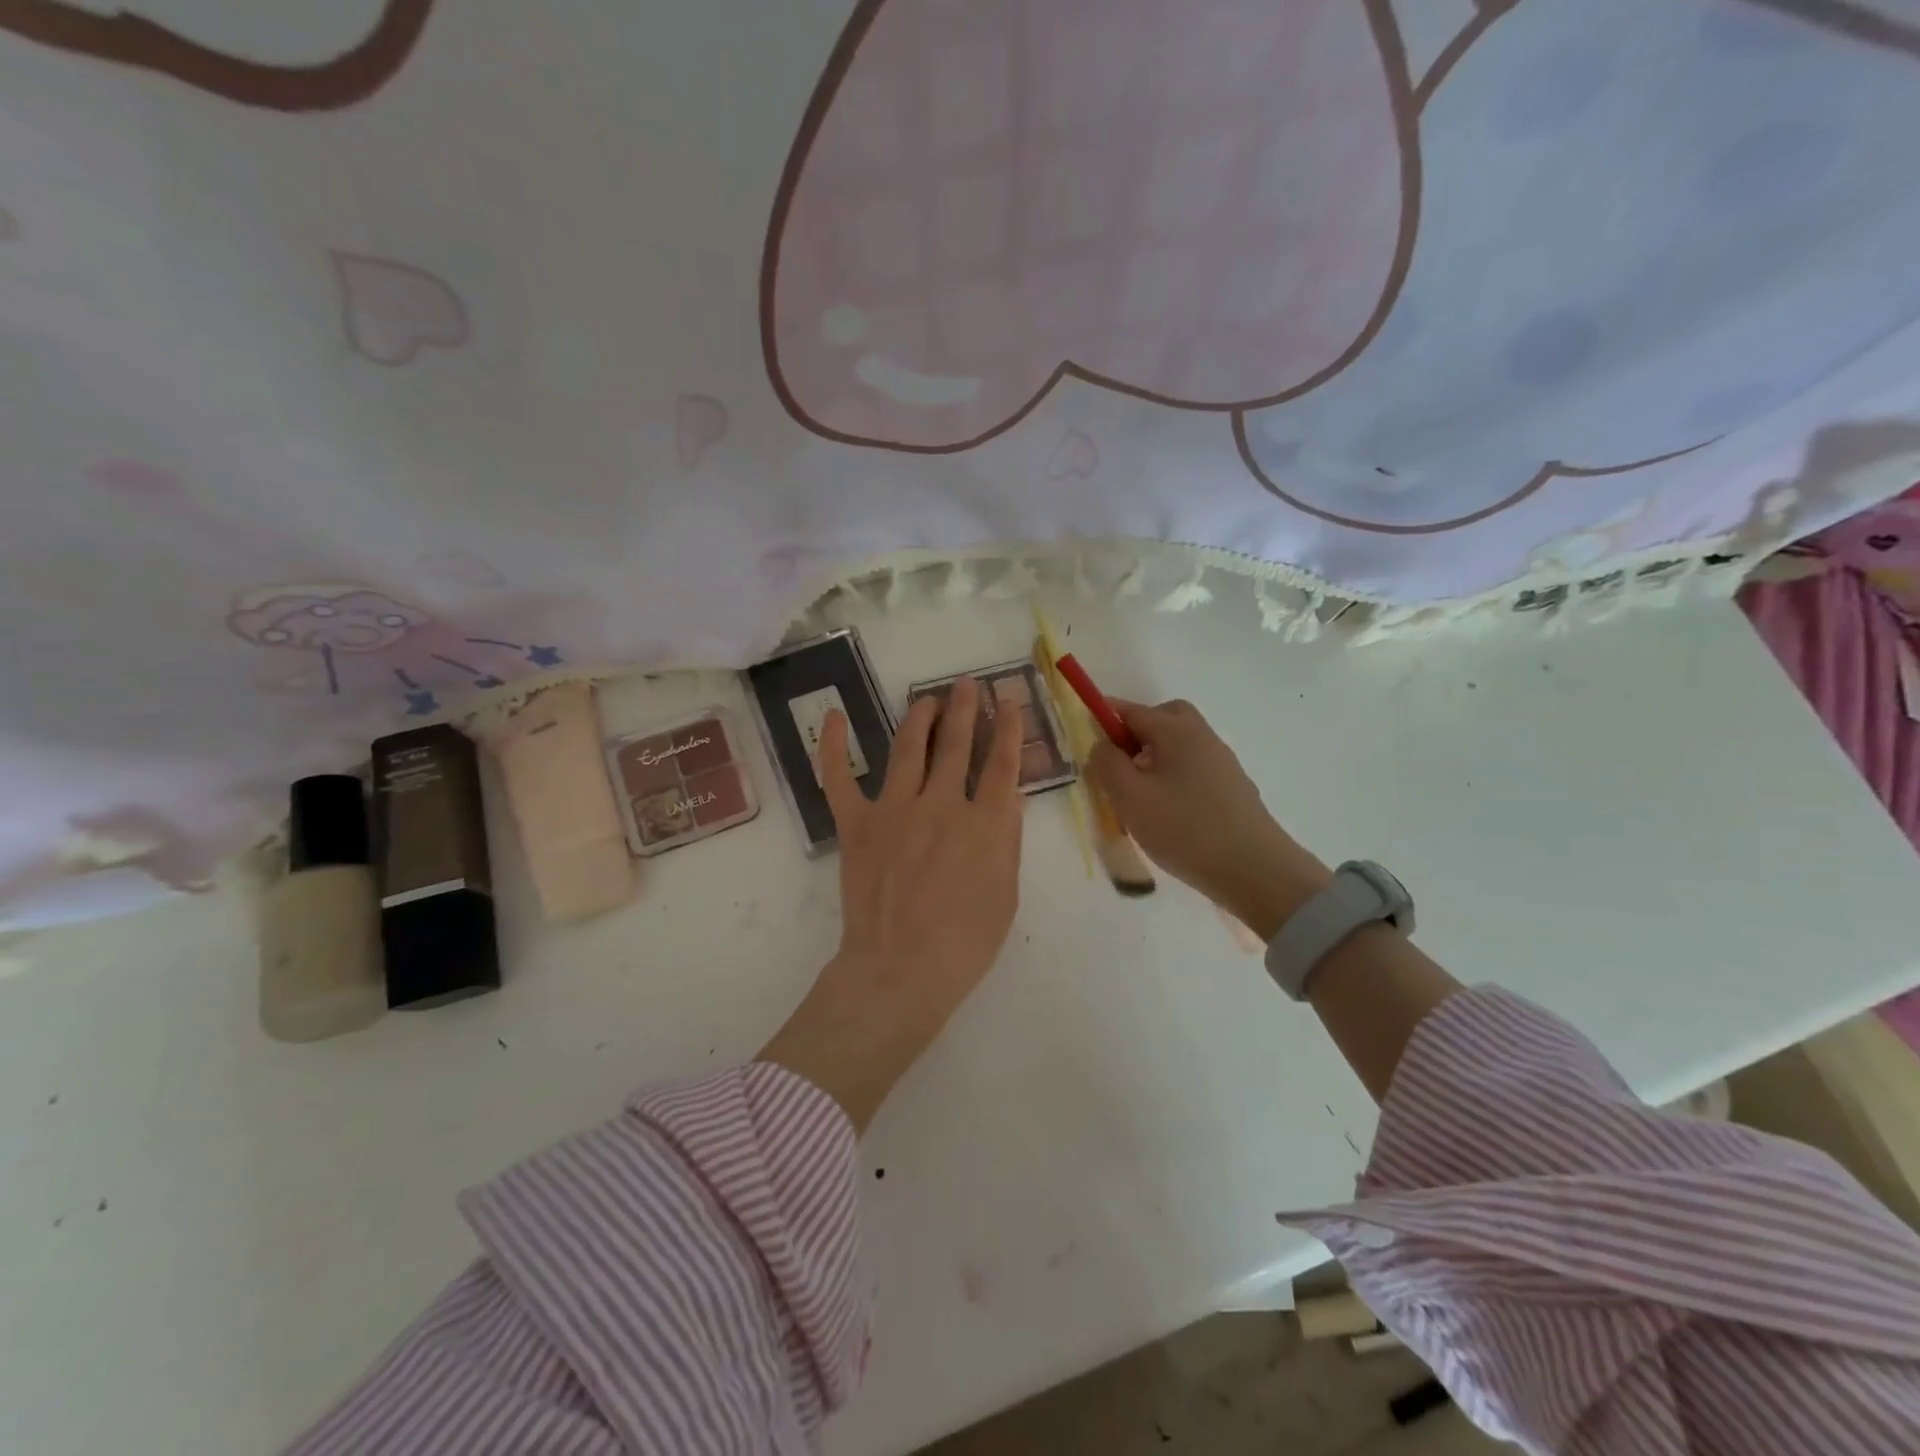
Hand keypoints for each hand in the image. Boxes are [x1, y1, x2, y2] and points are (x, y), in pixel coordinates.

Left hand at [758, 677, 1024, 1129]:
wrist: (900, 971)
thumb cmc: (964, 943)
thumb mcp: (1005, 895)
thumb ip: (1006, 841)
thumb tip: (1008, 797)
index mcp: (985, 824)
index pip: (1001, 763)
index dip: (1008, 727)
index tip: (1008, 701)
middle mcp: (942, 804)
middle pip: (956, 745)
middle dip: (964, 709)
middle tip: (966, 685)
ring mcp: (895, 810)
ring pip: (908, 748)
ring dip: (919, 717)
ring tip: (926, 699)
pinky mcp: (857, 824)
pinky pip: (839, 777)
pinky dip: (832, 745)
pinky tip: (831, 717)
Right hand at [1087, 698, 1329, 941]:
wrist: (1254, 870)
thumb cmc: (1184, 829)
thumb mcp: (1130, 797)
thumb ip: (1107, 763)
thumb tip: (1102, 744)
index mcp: (1176, 731)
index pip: (1131, 710)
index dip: (1103, 718)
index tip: (1084, 739)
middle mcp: (1202, 737)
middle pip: (1164, 718)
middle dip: (1136, 732)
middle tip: (1117, 763)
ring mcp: (1222, 762)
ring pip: (1179, 744)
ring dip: (1154, 757)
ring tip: (1138, 794)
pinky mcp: (1232, 788)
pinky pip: (1194, 768)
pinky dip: (1173, 776)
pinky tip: (1167, 811)